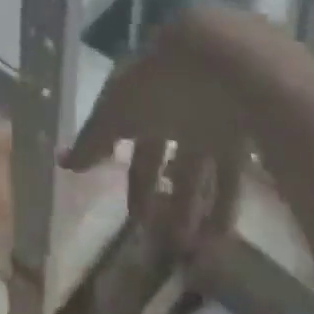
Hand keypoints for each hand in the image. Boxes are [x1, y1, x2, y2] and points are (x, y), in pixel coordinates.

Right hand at [64, 12, 255, 251]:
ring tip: (190, 251)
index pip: (132, 134)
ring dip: (193, 208)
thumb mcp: (120, 106)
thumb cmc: (165, 80)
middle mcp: (177, 100)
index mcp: (144, 88)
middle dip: (162, 194)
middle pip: (168, 152)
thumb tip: (63, 161)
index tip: (132, 215)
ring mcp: (214, 116)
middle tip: (159, 239)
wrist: (233, 62)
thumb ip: (95, 137)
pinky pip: (232, 175)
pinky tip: (221, 237)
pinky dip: (225, 206)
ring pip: (201, 167)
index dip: (132, 173)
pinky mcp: (249, 132)